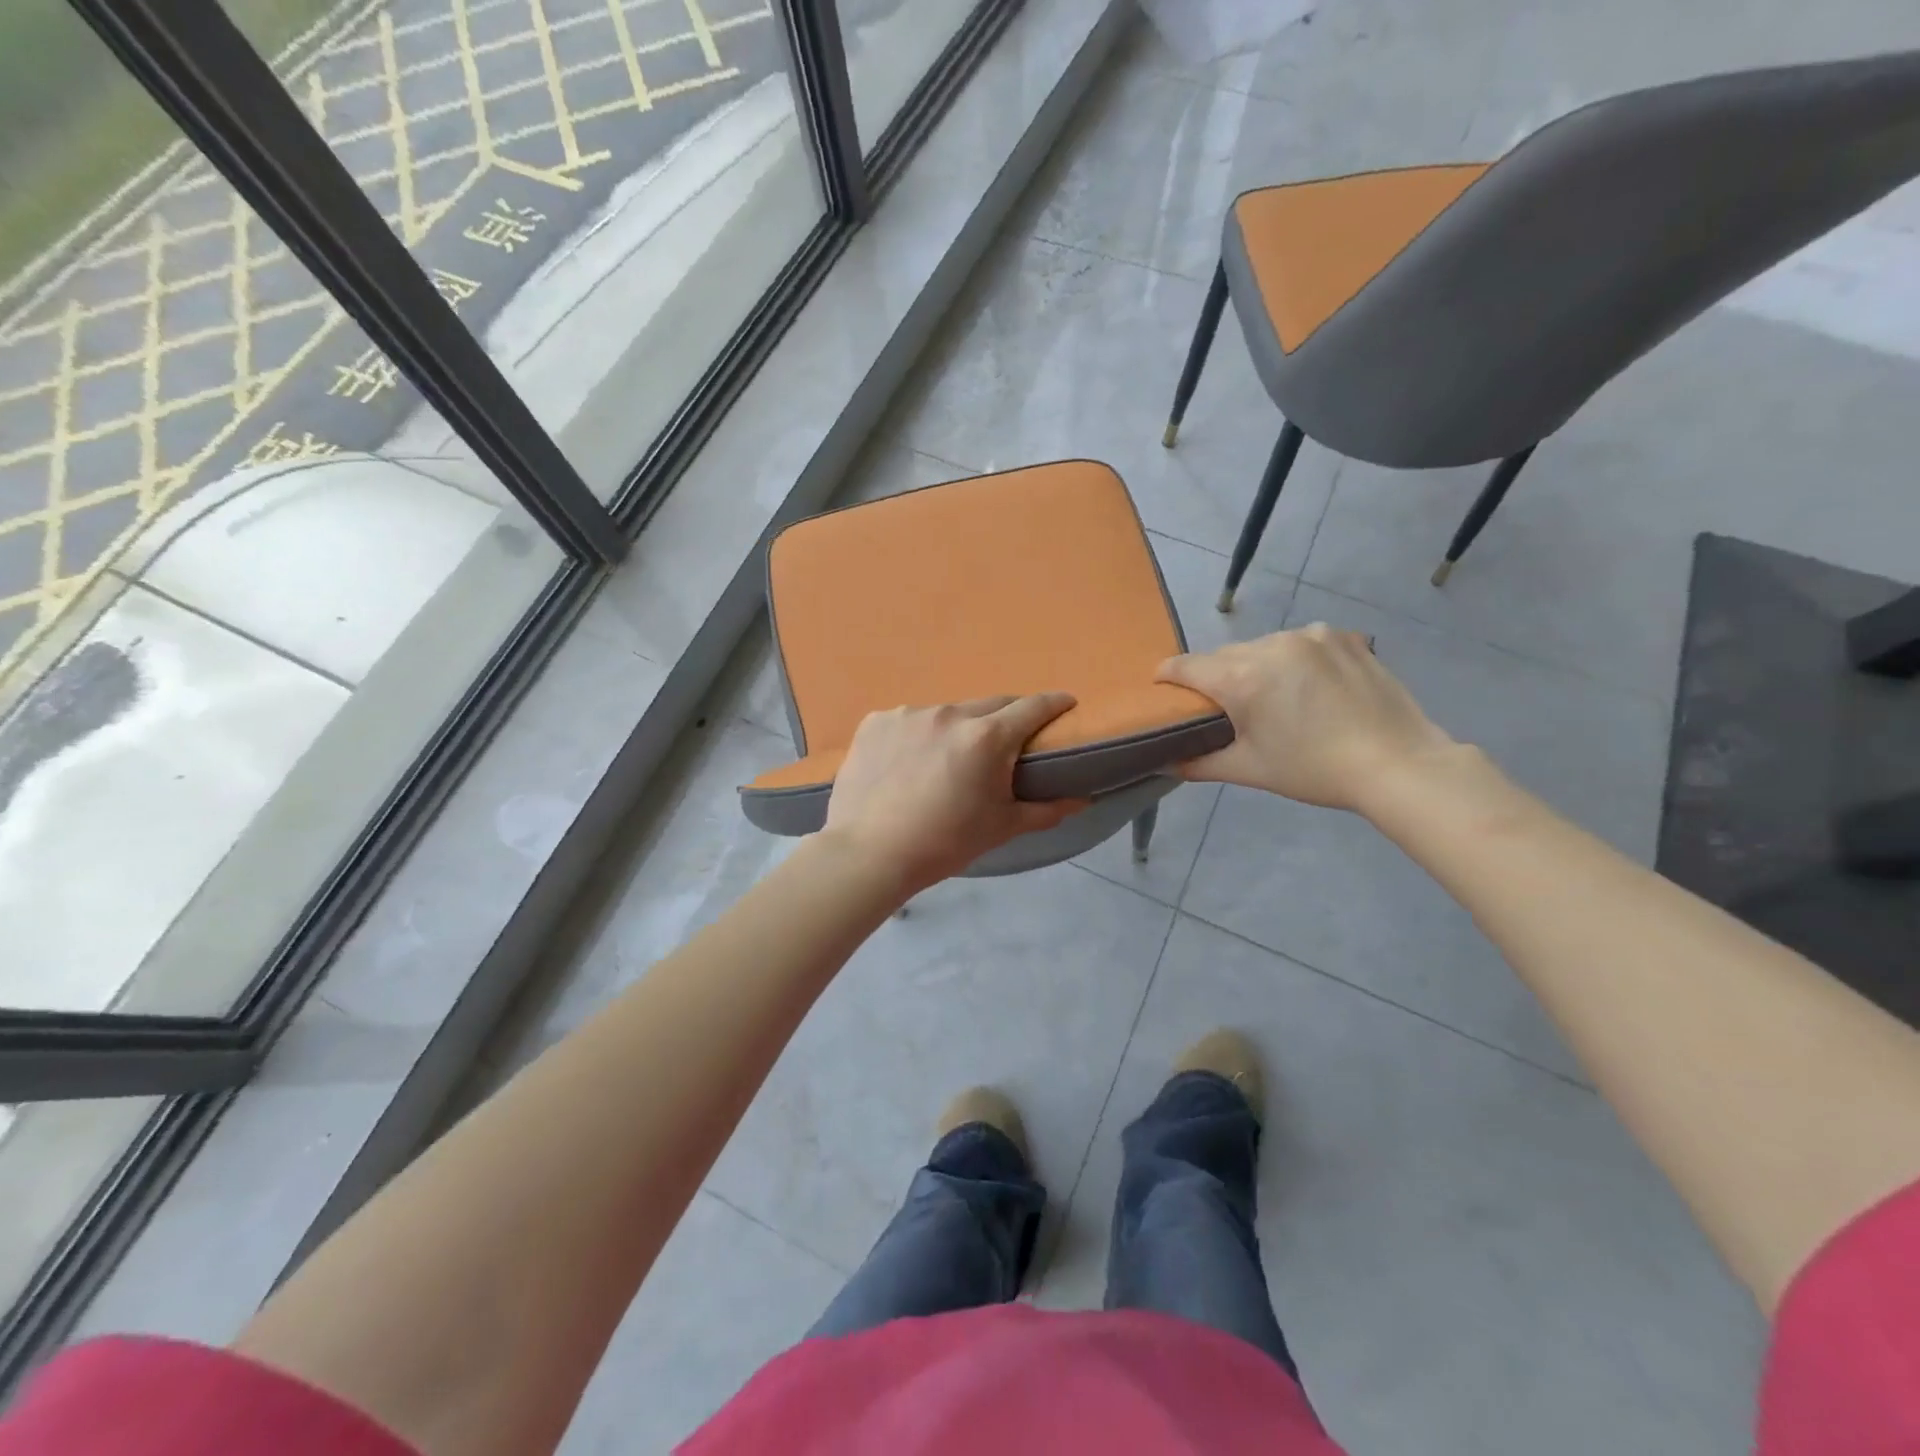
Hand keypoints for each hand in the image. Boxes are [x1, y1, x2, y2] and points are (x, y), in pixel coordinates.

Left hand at [822, 694, 1088, 892]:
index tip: (1065, 705)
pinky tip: (908, 764)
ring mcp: (908, 714)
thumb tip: (1083, 800)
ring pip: (947, 713)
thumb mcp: (1001, 828)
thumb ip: (1046, 810)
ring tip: (948, 761)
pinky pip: (910, 721)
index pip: (1032, 707)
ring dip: (958, 729)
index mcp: (986, 737)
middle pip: (990, 705)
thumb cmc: (944, 844)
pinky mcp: (876, 721)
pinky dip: (919, 736)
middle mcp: (949, 713)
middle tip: (1007, 743)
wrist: (868, 854)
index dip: (1054, 704)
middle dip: (1006, 718)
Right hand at [1158, 625, 1457, 810]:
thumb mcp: (1250, 770)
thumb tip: (1165, 763)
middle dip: (1216, 678)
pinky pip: (1302, 642)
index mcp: (1243, 677)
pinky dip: (1295, 659)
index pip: (1185, 666)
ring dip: (1257, 666)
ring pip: (1263, 647)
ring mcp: (1312, 635)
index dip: (1167, 677)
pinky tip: (1312, 685)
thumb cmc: (1314, 770)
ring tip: (1276, 698)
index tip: (1163, 690)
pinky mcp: (1344, 636)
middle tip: (1226, 709)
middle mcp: (1272, 644)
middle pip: (1224, 657)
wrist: (1399, 764)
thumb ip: (1199, 763)